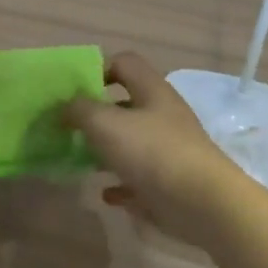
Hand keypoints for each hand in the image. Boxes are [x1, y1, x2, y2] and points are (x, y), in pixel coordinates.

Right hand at [63, 52, 245, 251]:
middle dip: (97, 115)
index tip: (74, 90)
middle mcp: (163, 116)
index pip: (125, 63)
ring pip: (132, 143)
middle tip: (70, 127)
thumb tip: (65, 107)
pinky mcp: (171, 183)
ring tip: (81, 160)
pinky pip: (139, 179)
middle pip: (126, 105)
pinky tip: (106, 194)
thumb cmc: (152, 152)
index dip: (99, 68)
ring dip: (106, 151)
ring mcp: (169, 150)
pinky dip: (121, 184)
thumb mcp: (105, 123)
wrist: (203, 205)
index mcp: (152, 91)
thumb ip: (79, 110)